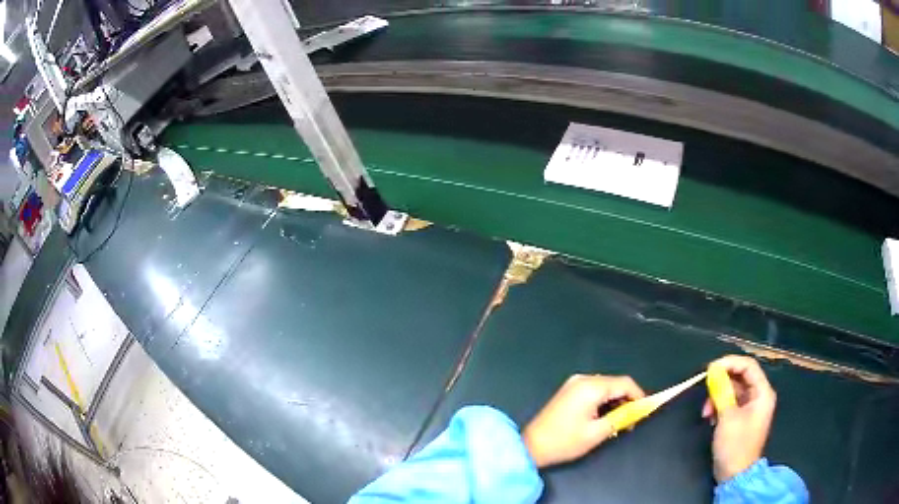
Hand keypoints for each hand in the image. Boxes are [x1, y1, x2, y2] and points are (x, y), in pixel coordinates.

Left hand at [523, 374, 644, 467]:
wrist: (531, 446)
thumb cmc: (564, 441)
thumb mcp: (597, 433)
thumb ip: (621, 417)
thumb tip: (637, 410)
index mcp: (591, 387)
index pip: (625, 383)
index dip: (639, 395)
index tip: (646, 411)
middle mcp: (583, 379)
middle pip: (615, 383)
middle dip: (626, 400)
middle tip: (631, 421)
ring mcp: (573, 384)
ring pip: (605, 387)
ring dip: (615, 401)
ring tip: (618, 422)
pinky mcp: (568, 391)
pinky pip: (593, 390)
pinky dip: (603, 401)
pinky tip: (603, 417)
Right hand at [702, 355, 776, 482]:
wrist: (735, 475)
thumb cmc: (735, 446)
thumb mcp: (727, 418)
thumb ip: (722, 392)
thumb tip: (714, 371)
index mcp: (762, 393)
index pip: (748, 366)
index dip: (730, 363)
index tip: (710, 369)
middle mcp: (759, 396)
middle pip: (740, 377)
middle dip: (721, 384)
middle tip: (705, 392)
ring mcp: (751, 408)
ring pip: (733, 391)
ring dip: (718, 397)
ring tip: (706, 412)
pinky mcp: (742, 418)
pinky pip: (731, 403)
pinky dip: (719, 406)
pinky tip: (710, 418)